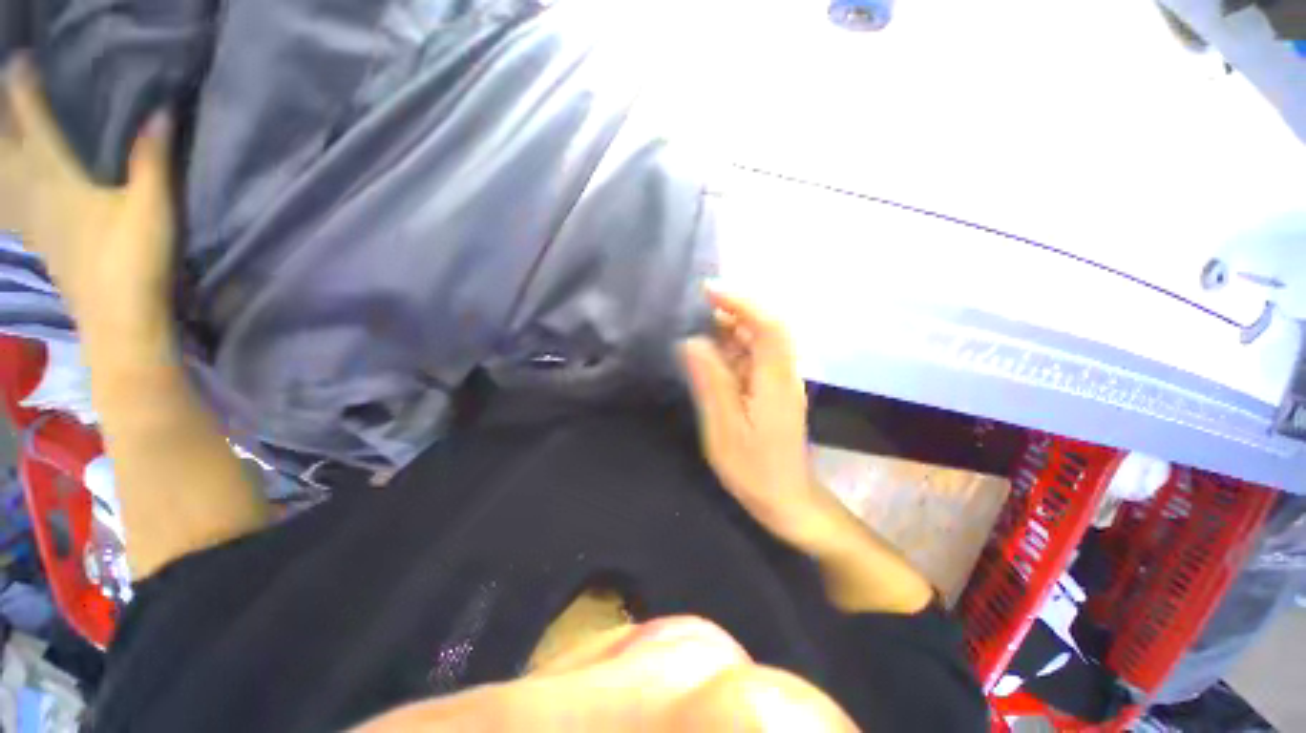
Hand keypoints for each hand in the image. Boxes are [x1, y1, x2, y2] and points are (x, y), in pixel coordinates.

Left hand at [0, 55, 174, 336]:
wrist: (117, 321)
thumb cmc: (133, 261)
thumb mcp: (153, 208)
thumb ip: (152, 160)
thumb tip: (161, 111)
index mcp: (57, 177)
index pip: (34, 122)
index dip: (24, 90)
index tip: (20, 62)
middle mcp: (33, 192)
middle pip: (6, 147)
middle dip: (1, 118)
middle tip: (1, 92)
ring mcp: (31, 220)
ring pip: (1, 176)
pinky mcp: (38, 242)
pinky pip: (8, 205)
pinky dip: (2, 190)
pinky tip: (5, 190)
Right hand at [681, 285, 827, 544]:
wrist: (787, 500)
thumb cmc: (755, 471)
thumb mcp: (725, 430)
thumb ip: (711, 384)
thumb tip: (693, 342)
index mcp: (775, 381)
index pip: (768, 326)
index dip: (741, 302)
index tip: (708, 290)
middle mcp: (783, 374)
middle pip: (765, 328)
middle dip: (732, 311)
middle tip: (695, 308)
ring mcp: (780, 382)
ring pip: (759, 342)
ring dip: (731, 329)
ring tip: (697, 327)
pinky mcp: (774, 391)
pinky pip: (755, 358)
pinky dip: (733, 348)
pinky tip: (711, 355)